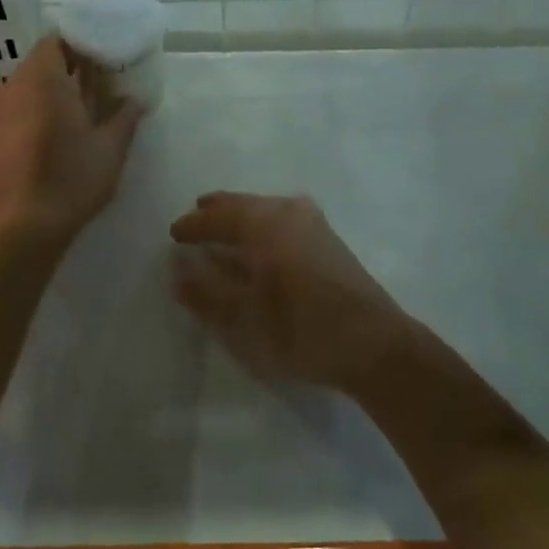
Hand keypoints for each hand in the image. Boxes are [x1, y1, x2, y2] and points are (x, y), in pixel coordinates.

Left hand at [0, 36, 142, 243]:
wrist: (25, 226)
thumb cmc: (72, 178)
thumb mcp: (111, 148)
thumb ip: (125, 117)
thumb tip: (135, 100)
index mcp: (45, 81)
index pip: (55, 40)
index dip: (79, 41)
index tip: (103, 49)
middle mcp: (18, 89)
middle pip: (42, 61)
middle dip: (70, 63)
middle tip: (100, 73)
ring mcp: (3, 113)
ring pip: (30, 84)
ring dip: (55, 86)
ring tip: (85, 100)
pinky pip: (21, 106)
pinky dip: (41, 106)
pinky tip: (62, 127)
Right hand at [169, 192, 409, 393]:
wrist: (374, 343)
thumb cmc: (301, 330)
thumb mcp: (244, 319)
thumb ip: (207, 293)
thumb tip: (179, 273)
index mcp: (264, 223)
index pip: (217, 216)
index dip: (193, 226)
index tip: (174, 234)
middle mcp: (288, 211)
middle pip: (242, 205)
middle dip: (216, 213)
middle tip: (195, 219)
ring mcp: (312, 222)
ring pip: (264, 209)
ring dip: (239, 218)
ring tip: (222, 230)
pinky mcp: (327, 238)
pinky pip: (281, 219)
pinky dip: (260, 226)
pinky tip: (257, 244)